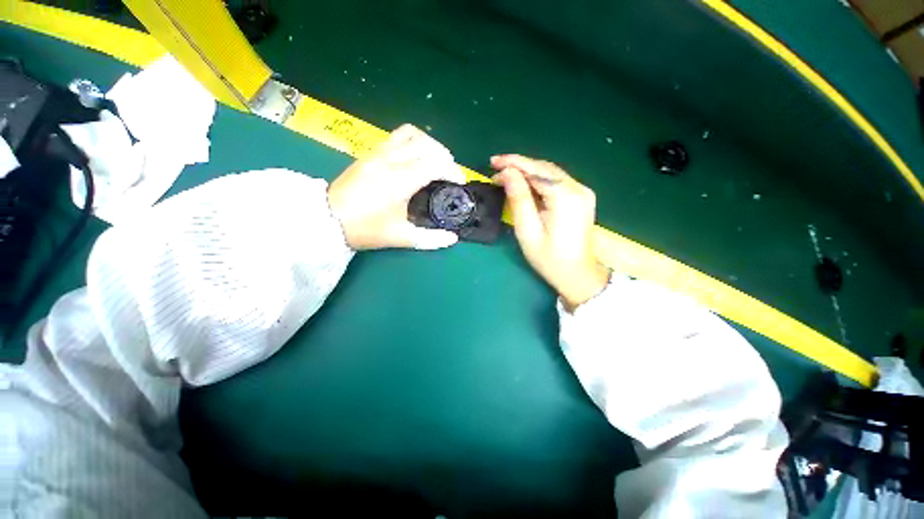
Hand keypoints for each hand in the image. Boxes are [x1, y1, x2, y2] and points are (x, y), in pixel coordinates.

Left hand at [329, 124, 465, 249]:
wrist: (328, 220)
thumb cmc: (366, 229)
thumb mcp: (401, 237)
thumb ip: (431, 239)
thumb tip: (453, 238)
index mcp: (400, 180)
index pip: (435, 164)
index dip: (452, 171)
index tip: (460, 182)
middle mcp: (390, 160)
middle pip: (426, 145)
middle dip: (445, 156)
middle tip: (450, 173)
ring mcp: (378, 153)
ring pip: (411, 134)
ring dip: (429, 144)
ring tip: (435, 160)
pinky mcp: (370, 153)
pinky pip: (396, 137)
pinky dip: (413, 142)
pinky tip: (415, 157)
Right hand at [492, 154, 610, 310]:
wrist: (578, 274)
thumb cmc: (549, 258)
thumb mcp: (528, 231)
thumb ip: (518, 199)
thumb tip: (507, 173)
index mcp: (565, 197)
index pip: (536, 170)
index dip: (513, 163)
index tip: (493, 162)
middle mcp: (578, 188)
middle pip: (544, 168)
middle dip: (518, 166)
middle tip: (496, 169)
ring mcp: (583, 191)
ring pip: (550, 173)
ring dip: (527, 172)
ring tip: (505, 176)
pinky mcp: (582, 197)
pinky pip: (556, 181)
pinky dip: (538, 180)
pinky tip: (524, 184)